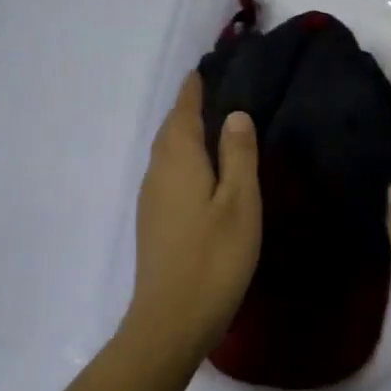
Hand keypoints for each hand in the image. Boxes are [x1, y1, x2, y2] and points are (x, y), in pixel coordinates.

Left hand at [125, 73, 261, 363]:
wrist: (171, 321)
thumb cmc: (214, 257)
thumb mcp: (239, 202)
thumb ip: (238, 155)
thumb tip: (235, 114)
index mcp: (179, 160)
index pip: (183, 112)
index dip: (193, 90)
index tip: (202, 69)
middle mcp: (158, 173)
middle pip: (170, 130)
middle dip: (186, 109)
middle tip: (210, 93)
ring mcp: (151, 199)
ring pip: (166, 153)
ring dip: (182, 134)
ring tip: (208, 126)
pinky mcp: (153, 222)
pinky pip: (166, 173)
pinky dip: (181, 158)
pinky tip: (198, 172)